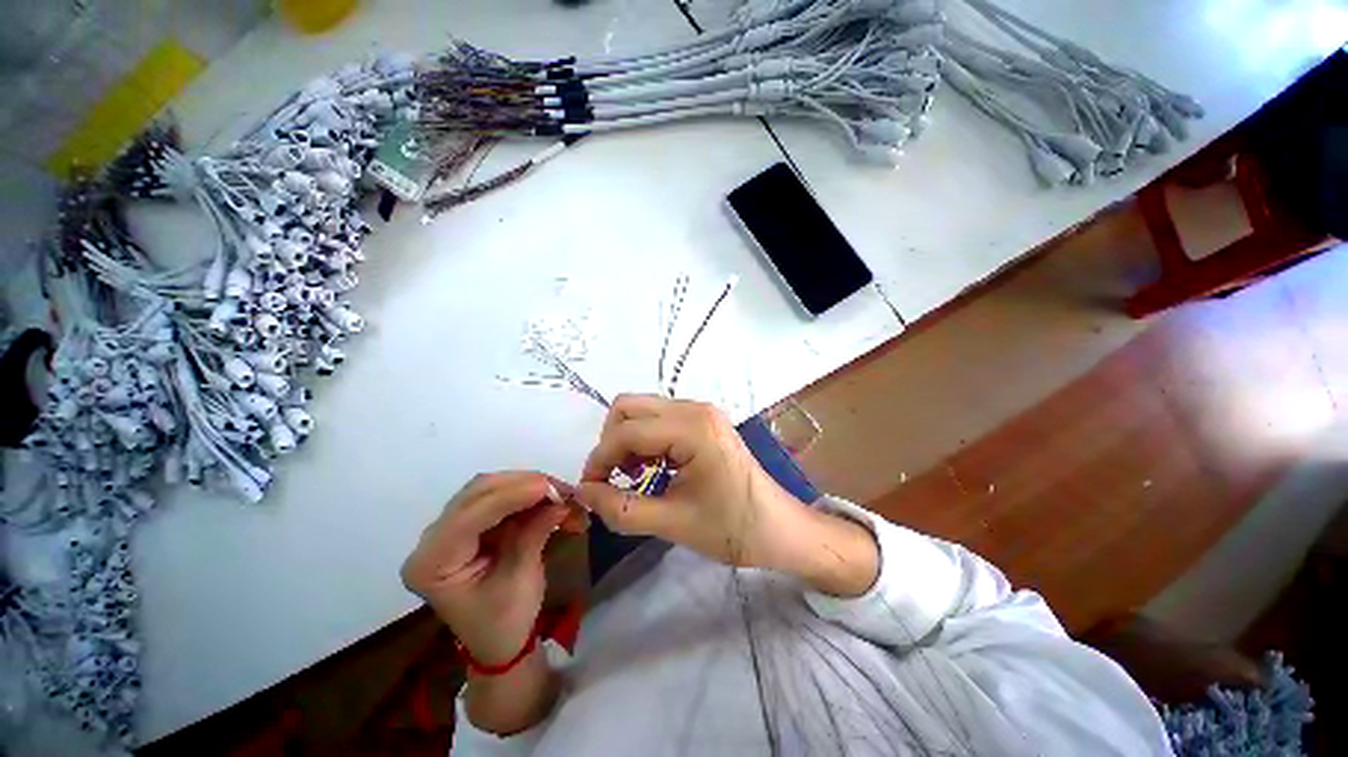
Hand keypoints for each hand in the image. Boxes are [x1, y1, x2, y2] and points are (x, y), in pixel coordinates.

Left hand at [401, 471, 578, 665]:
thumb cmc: (505, 622)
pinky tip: (546, 498)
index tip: (546, 486)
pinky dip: (524, 494)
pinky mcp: (468, 523)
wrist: (498, 640)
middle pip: (476, 494)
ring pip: (488, 488)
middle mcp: (432, 539)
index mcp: (431, 564)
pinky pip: (497, 496)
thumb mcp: (521, 580)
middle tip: (559, 488)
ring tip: (558, 493)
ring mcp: (449, 528)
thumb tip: (560, 500)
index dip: (509, 496)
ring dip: (526, 486)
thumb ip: (535, 533)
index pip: (468, 517)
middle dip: (521, 485)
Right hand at [574, 395, 878, 594]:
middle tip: (612, 479)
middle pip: (629, 408)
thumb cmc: (734, 528)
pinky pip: (659, 420)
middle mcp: (695, 409)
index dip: (600, 460)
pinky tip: (650, 469)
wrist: (780, 528)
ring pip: (642, 411)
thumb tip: (582, 492)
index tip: (589, 490)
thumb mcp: (673, 523)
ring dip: (627, 441)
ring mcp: (701, 412)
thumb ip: (621, 508)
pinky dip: (644, 441)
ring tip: (632, 477)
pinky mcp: (703, 421)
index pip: (627, 431)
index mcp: (693, 428)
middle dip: (611, 443)